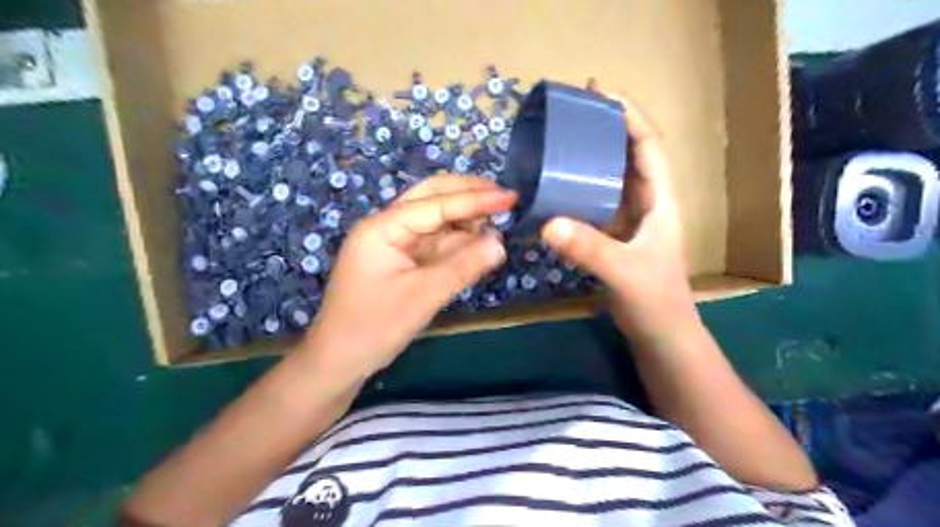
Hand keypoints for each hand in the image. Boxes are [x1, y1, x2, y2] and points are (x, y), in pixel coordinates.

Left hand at [306, 175, 513, 378]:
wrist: (340, 360)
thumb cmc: (375, 327)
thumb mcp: (423, 296)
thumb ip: (463, 266)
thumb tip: (500, 243)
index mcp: (383, 228)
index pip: (435, 204)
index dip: (475, 200)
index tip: (510, 197)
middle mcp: (386, 227)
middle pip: (430, 197)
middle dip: (467, 194)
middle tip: (504, 197)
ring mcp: (393, 243)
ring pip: (434, 218)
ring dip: (464, 217)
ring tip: (497, 220)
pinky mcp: (401, 260)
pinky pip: (433, 241)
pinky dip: (457, 240)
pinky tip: (478, 242)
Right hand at [540, 92, 691, 340]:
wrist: (661, 334)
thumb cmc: (655, 300)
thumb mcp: (624, 272)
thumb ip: (589, 248)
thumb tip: (547, 223)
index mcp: (660, 200)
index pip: (648, 146)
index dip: (630, 116)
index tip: (601, 92)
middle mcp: (647, 202)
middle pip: (629, 154)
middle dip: (607, 127)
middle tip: (574, 110)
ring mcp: (630, 219)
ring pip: (613, 177)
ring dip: (593, 155)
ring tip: (564, 139)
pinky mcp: (615, 235)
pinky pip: (597, 201)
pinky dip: (581, 187)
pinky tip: (560, 184)